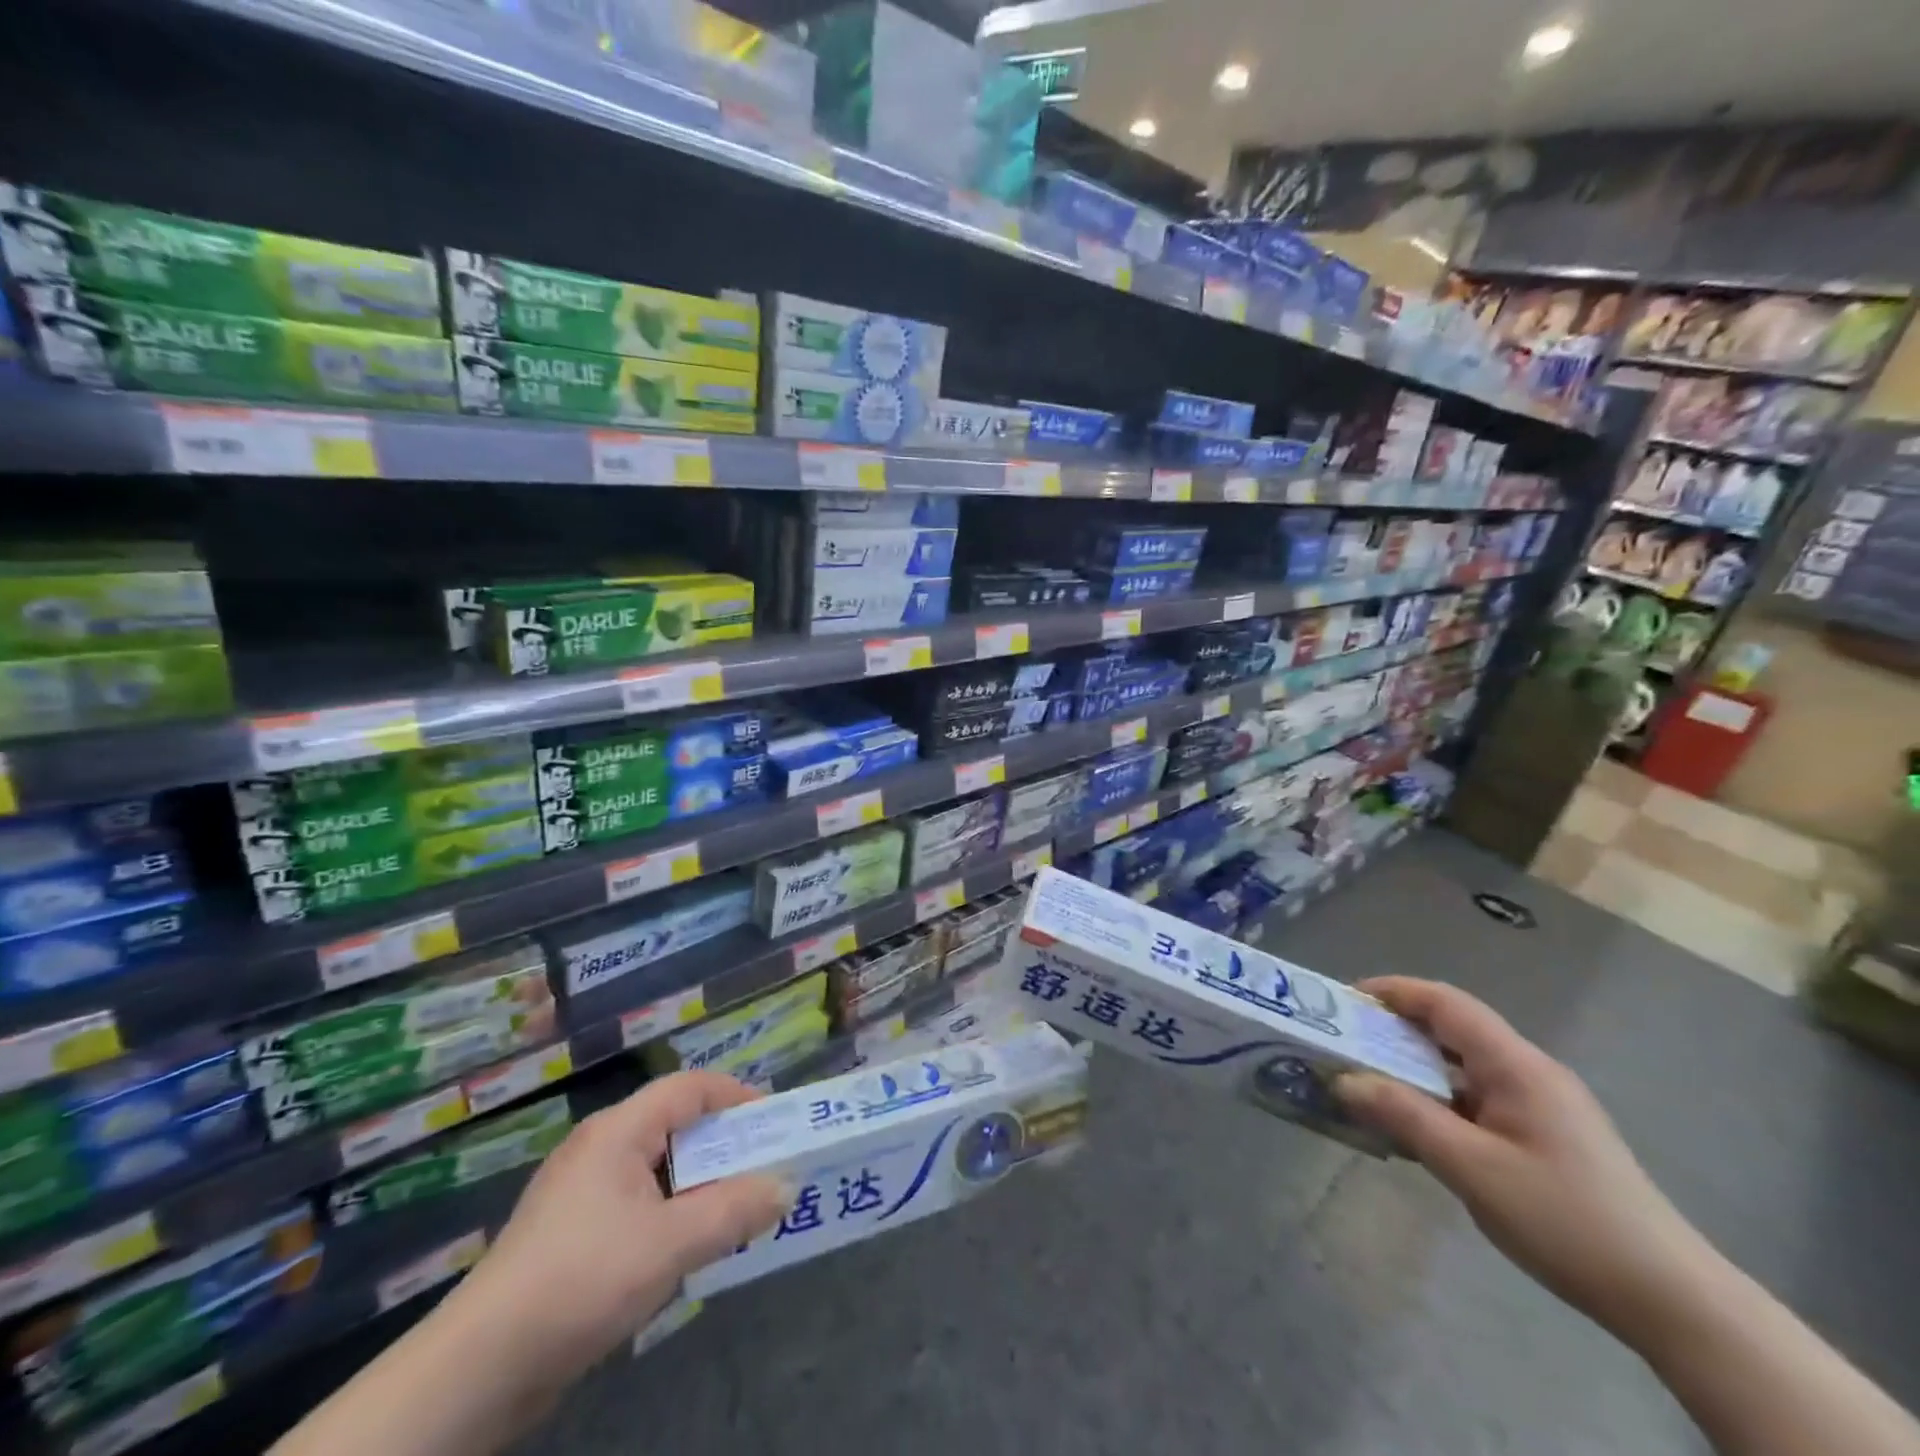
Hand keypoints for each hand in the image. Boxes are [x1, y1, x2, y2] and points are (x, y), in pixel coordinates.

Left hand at [453, 1071, 785, 1387]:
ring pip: (660, 1169)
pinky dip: (674, 1213)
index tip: (776, 1125)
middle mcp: (601, 1147)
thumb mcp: (669, 1244)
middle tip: (768, 1171)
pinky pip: (640, 1203)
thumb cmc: (580, 1281)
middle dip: (726, 1146)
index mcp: (619, 1130)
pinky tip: (690, 1248)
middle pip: (677, 1126)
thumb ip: (733, 1211)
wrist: (476, 1371)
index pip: (691, 1087)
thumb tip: (787, 1186)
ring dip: (703, 1185)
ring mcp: (583, 1191)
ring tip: (740, 1212)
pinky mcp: (574, 1233)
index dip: (736, 1096)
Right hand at [1335, 976, 1710, 1336]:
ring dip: (1414, 1070)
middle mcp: (1529, 1071)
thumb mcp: (1471, 1168)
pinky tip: (1417, 1130)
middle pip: (1451, 1029)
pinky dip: (1438, 1100)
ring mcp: (1542, 1105)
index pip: (1445, 1002)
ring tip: (1368, 1087)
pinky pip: (1478, 1099)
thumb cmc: (1566, 1220)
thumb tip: (1344, 1080)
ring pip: (1463, 1067)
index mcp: (1516, 1065)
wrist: (1673, 1301)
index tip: (1344, 1002)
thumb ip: (1404, 1116)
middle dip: (1394, 1030)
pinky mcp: (1546, 1136)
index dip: (1392, 991)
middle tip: (1345, 1046)